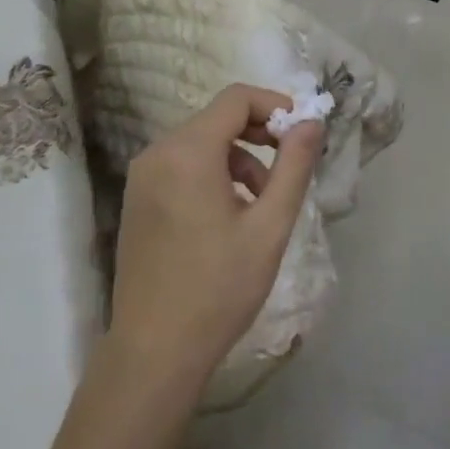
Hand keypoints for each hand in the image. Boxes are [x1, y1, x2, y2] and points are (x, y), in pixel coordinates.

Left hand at [108, 84, 324, 388]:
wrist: (155, 350)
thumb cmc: (219, 288)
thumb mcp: (270, 226)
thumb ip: (294, 167)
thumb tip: (311, 122)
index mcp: (188, 152)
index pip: (236, 99)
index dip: (274, 106)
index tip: (302, 134)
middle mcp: (158, 153)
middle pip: (217, 119)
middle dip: (259, 135)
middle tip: (289, 169)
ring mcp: (142, 177)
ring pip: (200, 143)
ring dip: (238, 159)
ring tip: (262, 203)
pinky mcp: (138, 199)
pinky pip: (182, 166)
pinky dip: (213, 174)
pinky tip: (230, 216)